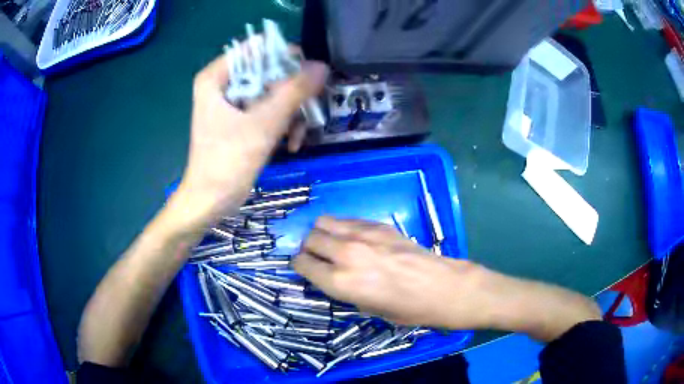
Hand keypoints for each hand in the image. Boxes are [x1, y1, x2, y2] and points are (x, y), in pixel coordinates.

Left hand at [174, 53, 328, 225]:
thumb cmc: (227, 162)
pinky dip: (283, 125)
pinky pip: (269, 110)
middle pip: (267, 71)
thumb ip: (293, 92)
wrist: (211, 202)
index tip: (306, 75)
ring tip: (298, 136)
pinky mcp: (241, 120)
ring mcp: (233, 103)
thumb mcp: (263, 125)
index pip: (256, 49)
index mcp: (216, 77)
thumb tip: (322, 66)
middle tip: (308, 108)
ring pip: (272, 92)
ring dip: (291, 112)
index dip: (284, 58)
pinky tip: (292, 144)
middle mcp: (223, 84)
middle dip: (291, 92)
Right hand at [293, 216, 490, 328]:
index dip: (300, 267)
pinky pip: (347, 220)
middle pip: (310, 239)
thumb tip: (330, 276)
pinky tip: (353, 238)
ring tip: (331, 243)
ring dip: (322, 233)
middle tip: (317, 257)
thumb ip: (344, 289)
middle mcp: (346, 254)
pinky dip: (342, 227)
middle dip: (308, 248)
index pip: (302, 264)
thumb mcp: (368, 309)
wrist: (443, 287)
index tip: (304, 269)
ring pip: (324, 222)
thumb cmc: (408, 309)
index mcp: (341, 282)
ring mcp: (363, 235)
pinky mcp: (378, 225)